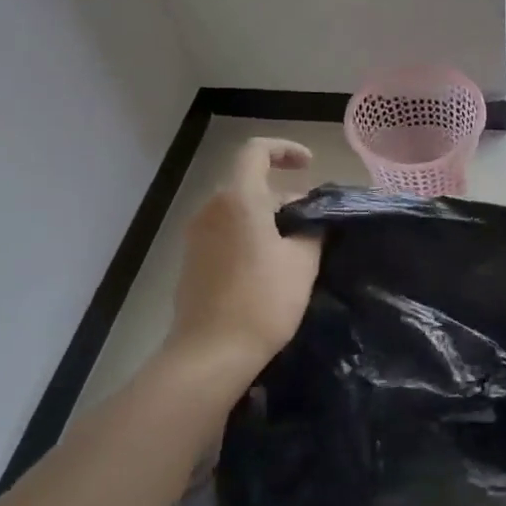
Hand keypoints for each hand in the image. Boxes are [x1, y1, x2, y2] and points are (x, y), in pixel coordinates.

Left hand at [169, 138, 320, 372]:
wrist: (209, 355)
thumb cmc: (262, 301)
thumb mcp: (302, 262)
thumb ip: (312, 230)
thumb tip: (313, 221)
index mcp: (238, 198)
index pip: (256, 151)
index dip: (285, 149)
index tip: (309, 166)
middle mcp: (211, 209)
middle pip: (249, 183)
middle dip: (283, 194)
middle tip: (312, 221)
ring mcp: (196, 236)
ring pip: (238, 209)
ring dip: (267, 217)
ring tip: (297, 246)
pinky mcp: (192, 261)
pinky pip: (225, 232)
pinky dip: (249, 235)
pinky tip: (270, 266)